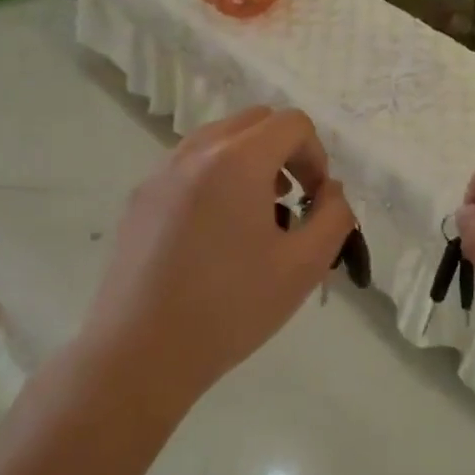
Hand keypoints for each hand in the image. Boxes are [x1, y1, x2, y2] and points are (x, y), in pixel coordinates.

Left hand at [84, 107, 355, 409]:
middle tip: (291, 202)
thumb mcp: (304, 266)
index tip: (315, 200)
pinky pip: (190, 164)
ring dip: (250, 161)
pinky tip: (216, 233)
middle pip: (255, 121)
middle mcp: (195, 152)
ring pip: (219, 139)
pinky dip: (216, 176)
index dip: (316, 156)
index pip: (292, 123)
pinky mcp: (140, 197)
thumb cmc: (230, 308)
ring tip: (255, 217)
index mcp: (237, 160)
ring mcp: (161, 172)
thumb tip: (331, 191)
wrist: (140, 353)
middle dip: (285, 152)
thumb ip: (334, 217)